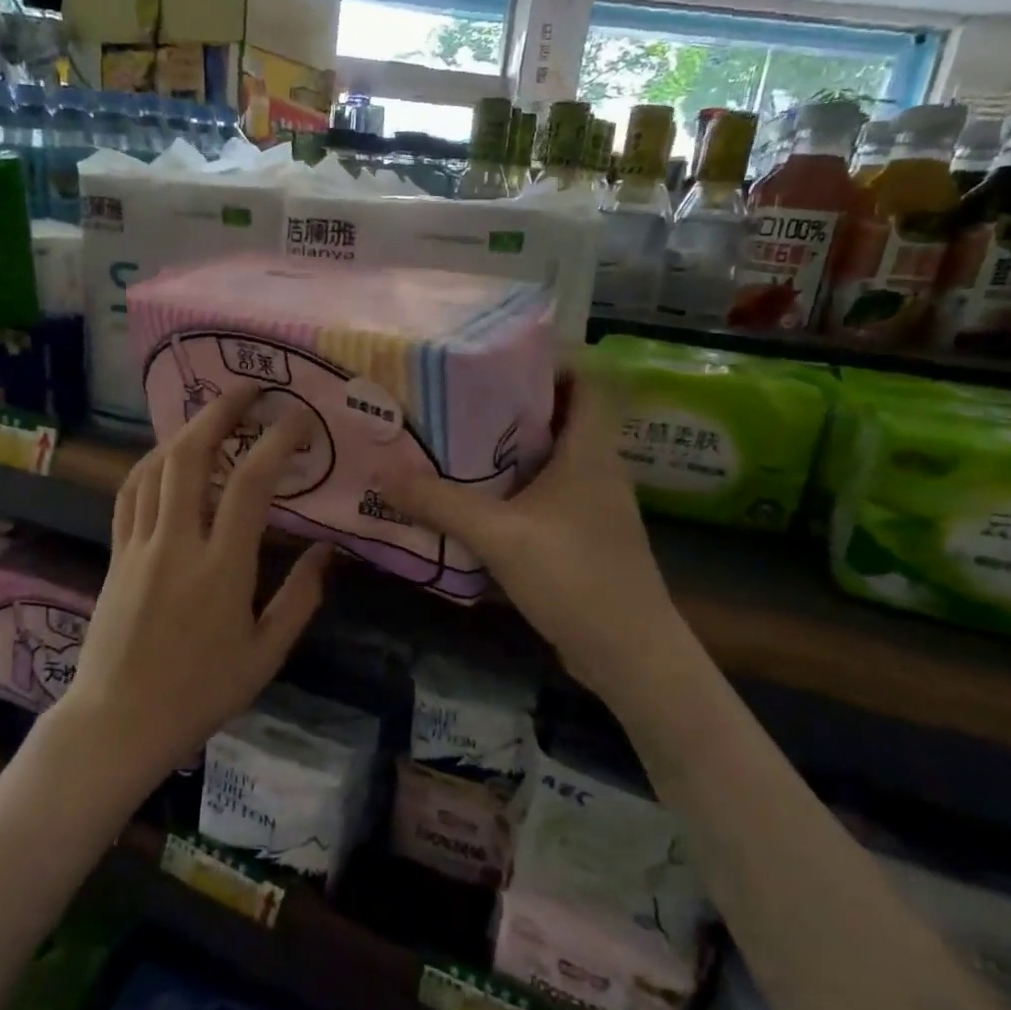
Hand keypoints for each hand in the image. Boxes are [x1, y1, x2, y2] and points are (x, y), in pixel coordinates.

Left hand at [58, 385, 331, 776]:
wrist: (119, 721)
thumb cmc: (200, 694)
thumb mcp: (265, 655)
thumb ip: (300, 599)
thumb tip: (327, 552)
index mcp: (221, 569)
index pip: (250, 485)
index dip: (276, 441)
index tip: (298, 417)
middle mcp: (176, 544)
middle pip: (190, 456)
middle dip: (220, 412)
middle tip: (249, 390)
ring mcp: (139, 546)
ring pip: (155, 468)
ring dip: (185, 430)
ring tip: (213, 415)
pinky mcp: (116, 555)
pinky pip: (130, 493)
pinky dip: (151, 463)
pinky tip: (167, 456)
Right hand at [384, 374, 671, 687]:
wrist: (627, 652)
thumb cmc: (573, 575)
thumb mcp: (498, 535)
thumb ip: (440, 503)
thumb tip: (383, 474)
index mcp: (590, 451)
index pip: (586, 380)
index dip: (550, 360)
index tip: (496, 357)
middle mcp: (596, 468)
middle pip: (560, 416)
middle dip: (512, 404)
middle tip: (458, 398)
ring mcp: (592, 505)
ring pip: (550, 459)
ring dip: (509, 450)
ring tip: (456, 441)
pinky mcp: (582, 536)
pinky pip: (545, 495)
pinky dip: (514, 489)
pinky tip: (475, 500)